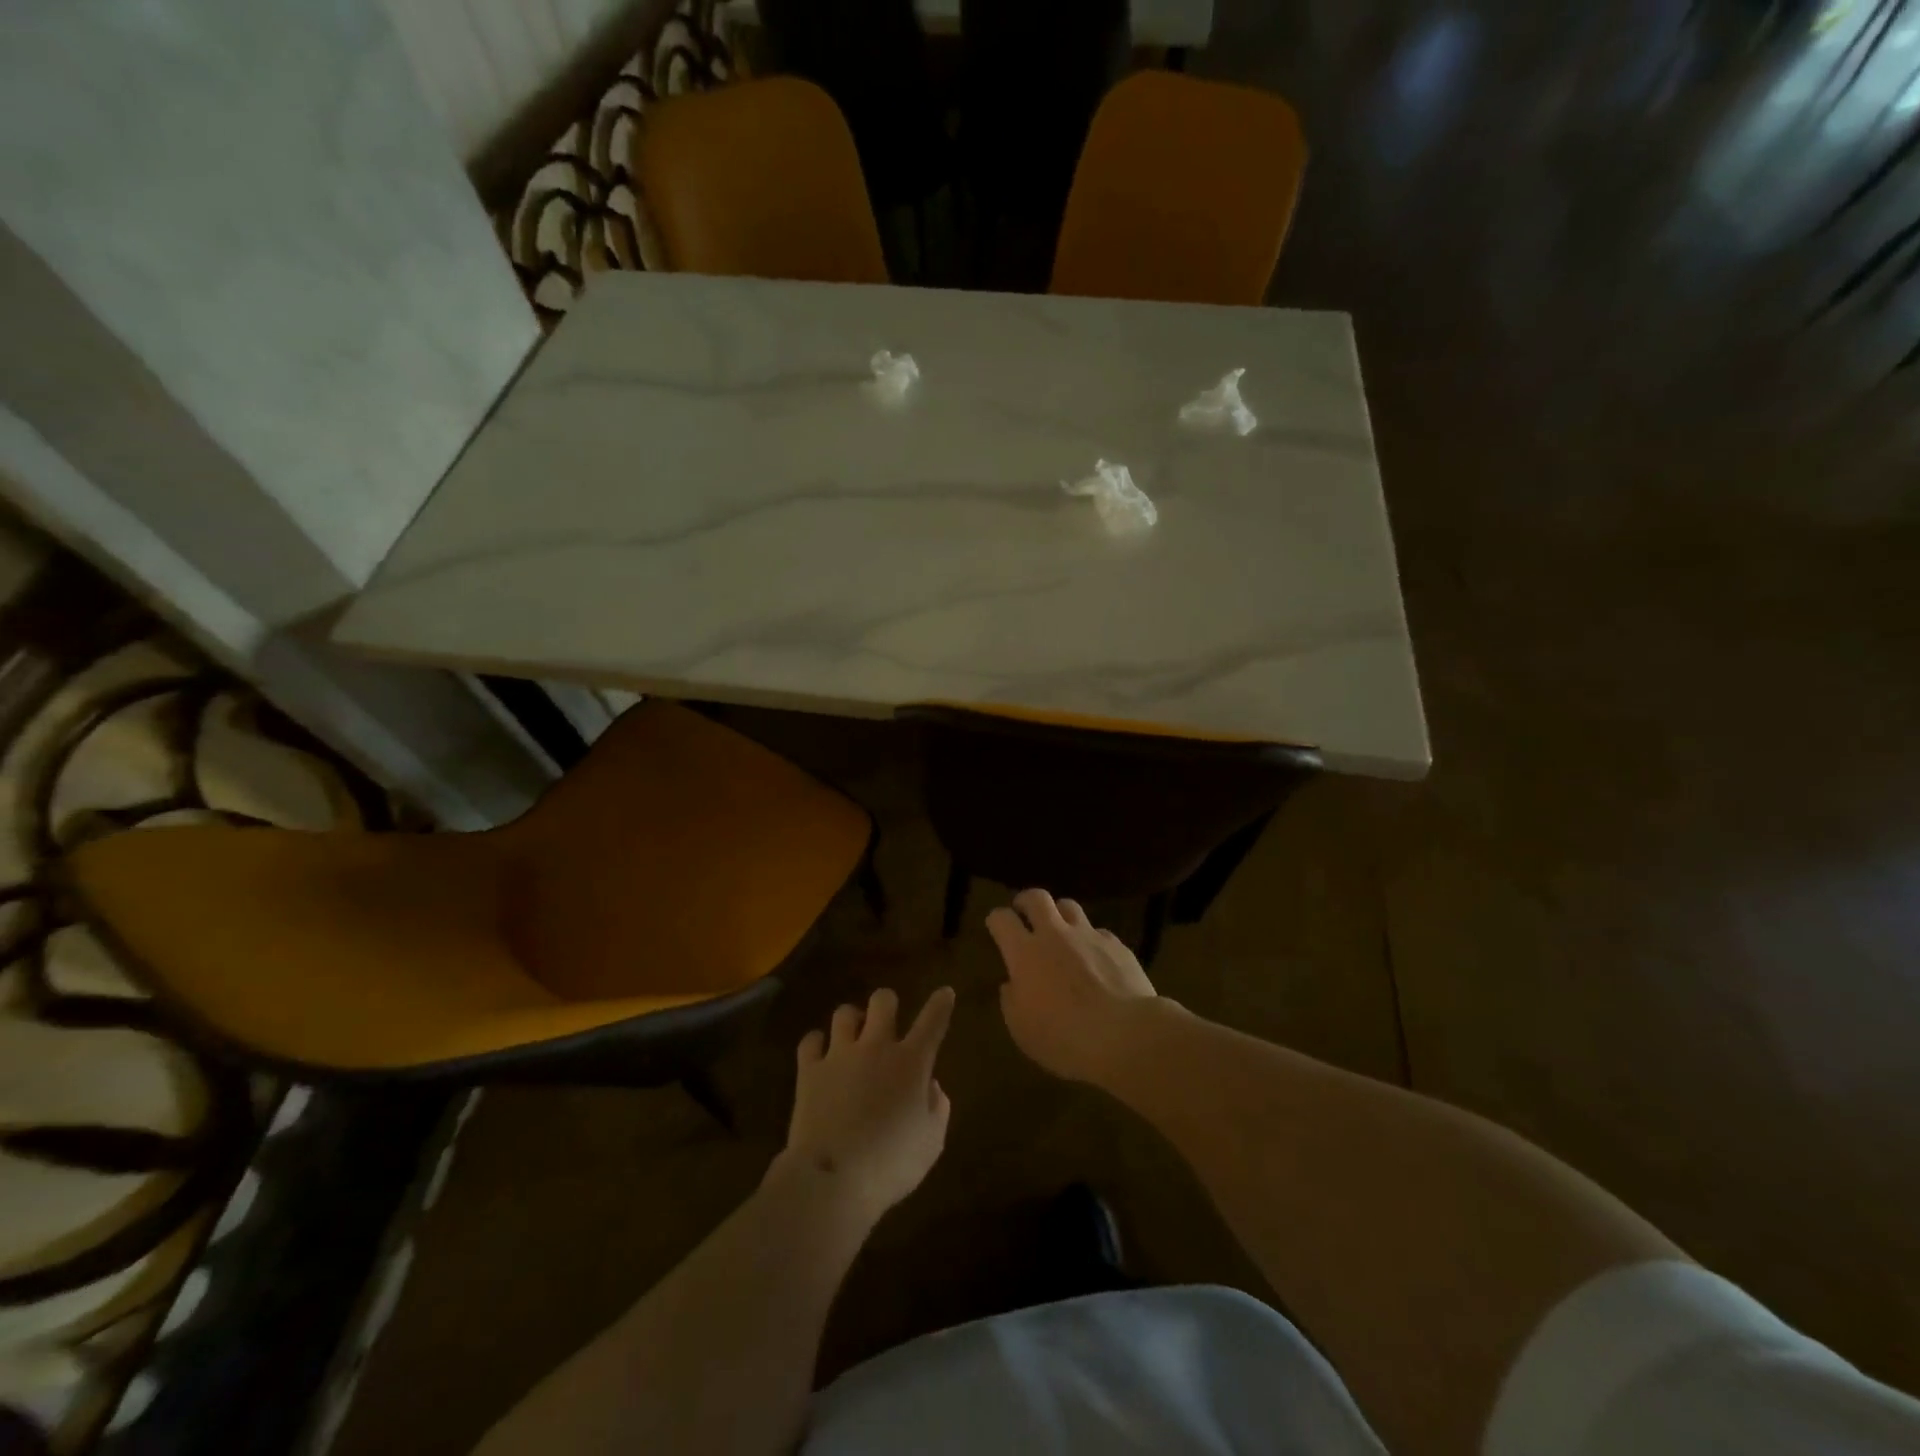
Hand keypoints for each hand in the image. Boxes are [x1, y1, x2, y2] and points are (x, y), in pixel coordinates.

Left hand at [777, 986, 955, 1224]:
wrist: (833, 1179)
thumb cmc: (891, 1164)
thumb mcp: (931, 1142)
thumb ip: (937, 1108)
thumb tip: (930, 1086)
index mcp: (911, 1063)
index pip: (932, 1022)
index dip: (940, 1004)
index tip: (945, 993)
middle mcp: (876, 1048)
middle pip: (883, 1001)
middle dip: (887, 1004)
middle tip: (887, 1021)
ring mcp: (839, 1055)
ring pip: (844, 1013)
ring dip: (852, 1020)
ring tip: (852, 1035)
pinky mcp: (809, 1071)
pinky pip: (811, 1041)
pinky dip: (817, 1043)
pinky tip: (820, 1053)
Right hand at [987, 889, 1158, 1084]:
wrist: (1125, 1034)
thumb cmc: (1064, 1038)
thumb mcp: (1022, 1029)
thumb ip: (1012, 1001)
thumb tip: (1012, 984)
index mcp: (1025, 953)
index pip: (1002, 919)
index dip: (996, 919)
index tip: (996, 926)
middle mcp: (1055, 935)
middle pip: (1037, 898)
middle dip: (1026, 900)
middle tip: (1024, 912)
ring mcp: (1088, 936)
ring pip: (1069, 906)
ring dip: (1060, 914)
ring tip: (1061, 930)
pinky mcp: (1117, 945)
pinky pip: (1099, 933)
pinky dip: (1091, 940)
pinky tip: (1096, 958)